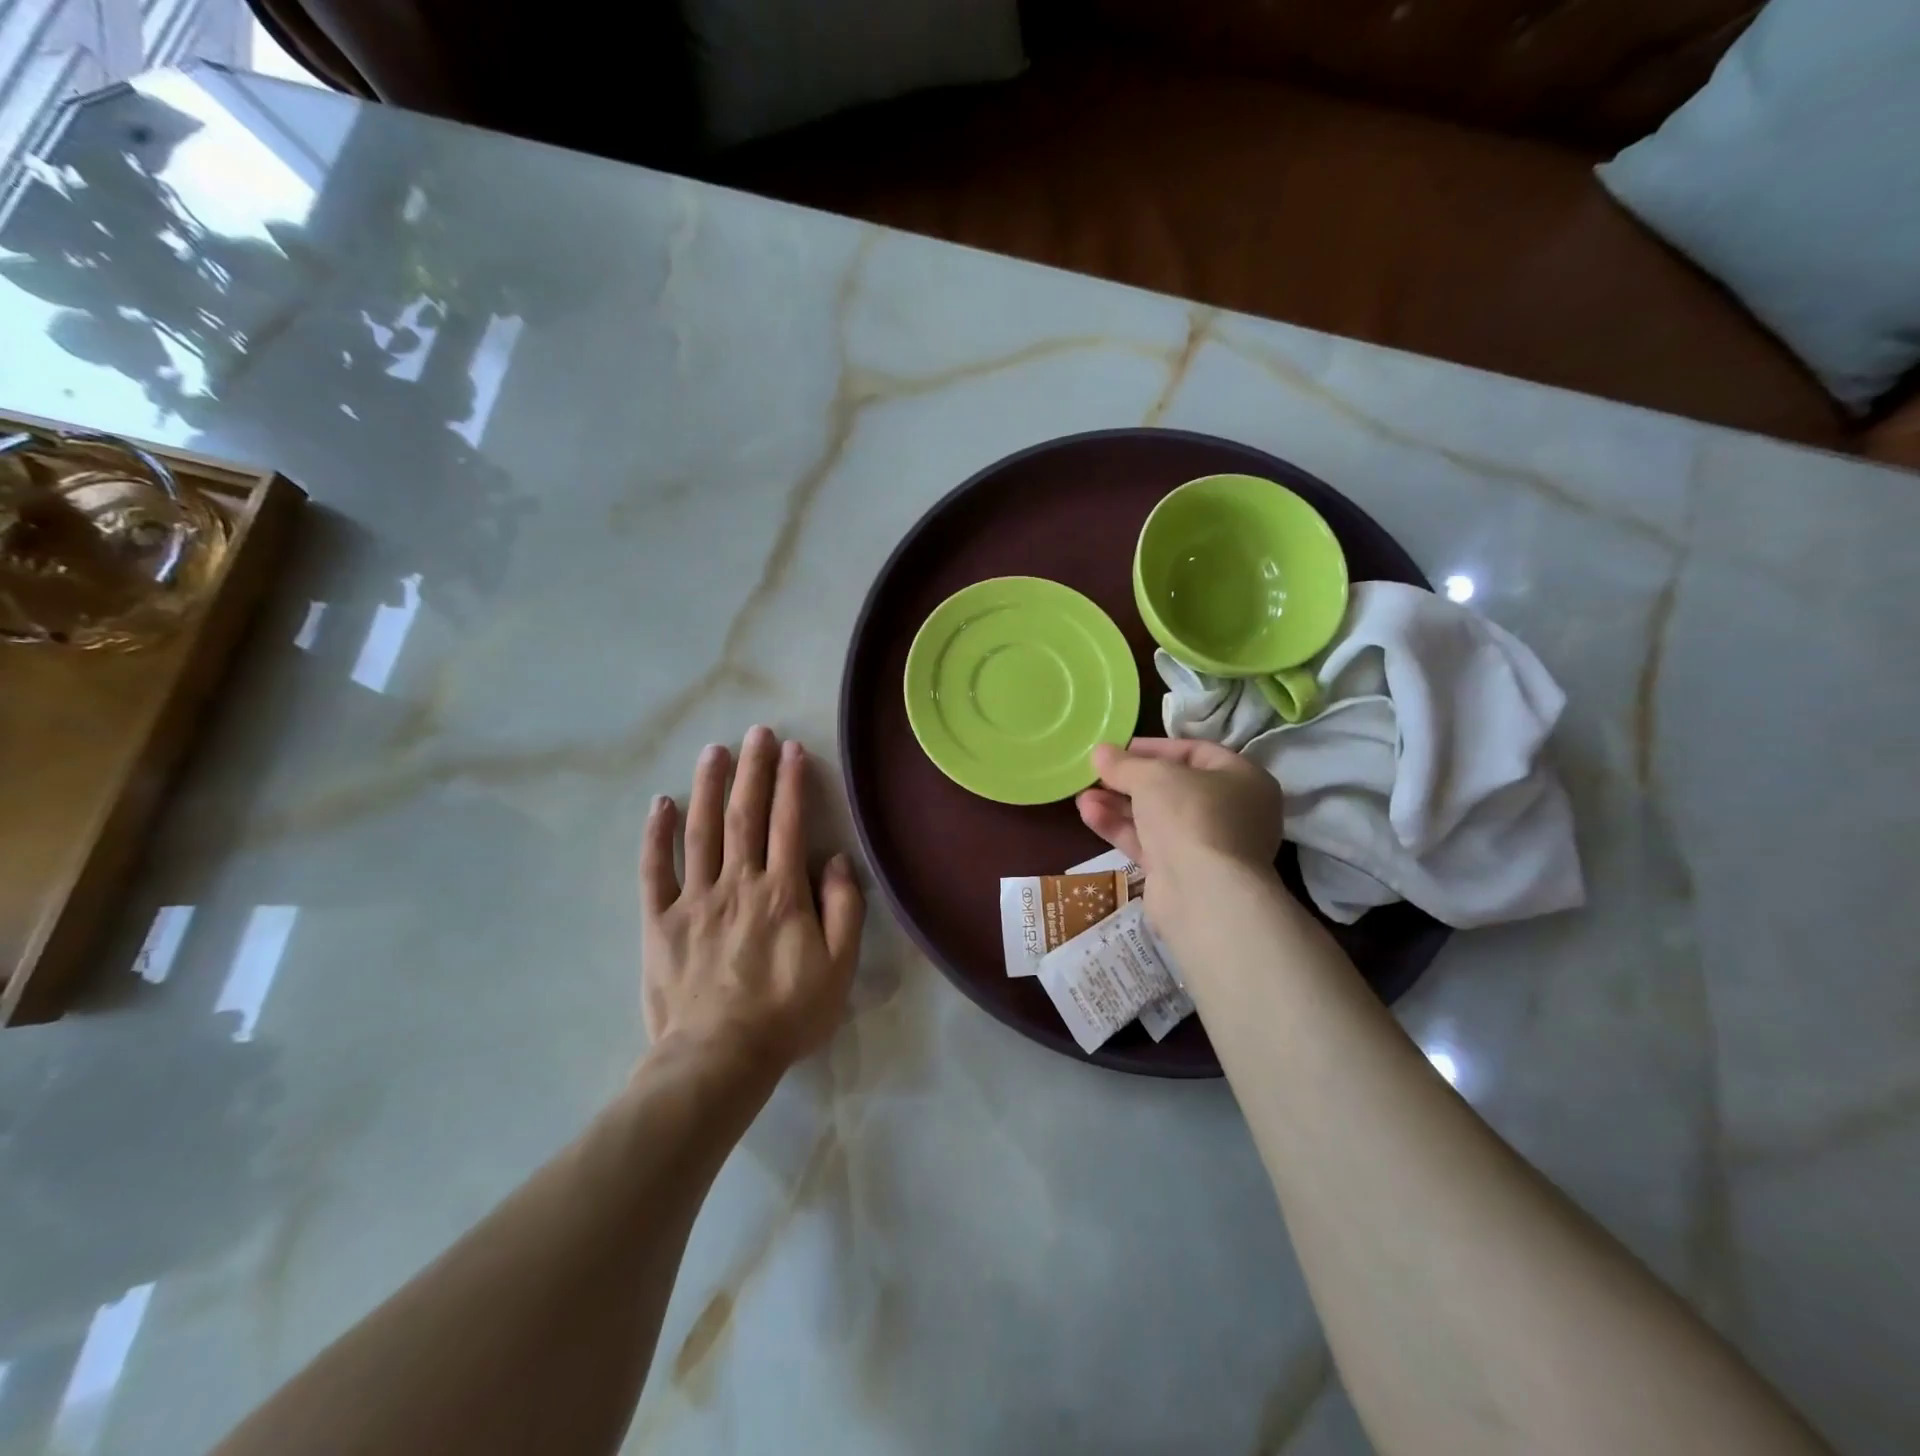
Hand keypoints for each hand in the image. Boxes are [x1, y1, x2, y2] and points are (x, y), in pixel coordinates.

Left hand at [641, 726, 864, 1073]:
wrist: (718, 1059)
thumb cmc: (786, 1014)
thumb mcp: (838, 967)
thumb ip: (843, 909)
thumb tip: (834, 861)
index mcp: (781, 892)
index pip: (788, 823)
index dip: (790, 783)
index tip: (792, 750)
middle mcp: (738, 883)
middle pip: (745, 815)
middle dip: (752, 770)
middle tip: (756, 732)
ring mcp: (694, 899)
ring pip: (701, 831)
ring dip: (708, 787)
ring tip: (714, 751)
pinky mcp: (660, 921)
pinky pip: (655, 871)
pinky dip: (657, 836)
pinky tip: (661, 804)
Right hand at [1076, 738, 1284, 882]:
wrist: (1202, 893)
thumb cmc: (1191, 815)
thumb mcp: (1153, 776)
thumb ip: (1124, 764)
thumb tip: (1100, 753)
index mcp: (1242, 779)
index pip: (1195, 752)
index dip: (1154, 747)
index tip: (1117, 748)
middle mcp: (1230, 812)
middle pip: (1172, 787)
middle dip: (1129, 780)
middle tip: (1096, 773)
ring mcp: (1206, 845)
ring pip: (1156, 818)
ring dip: (1118, 804)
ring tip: (1081, 795)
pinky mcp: (1181, 873)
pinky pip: (1148, 843)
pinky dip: (1120, 828)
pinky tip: (1089, 814)